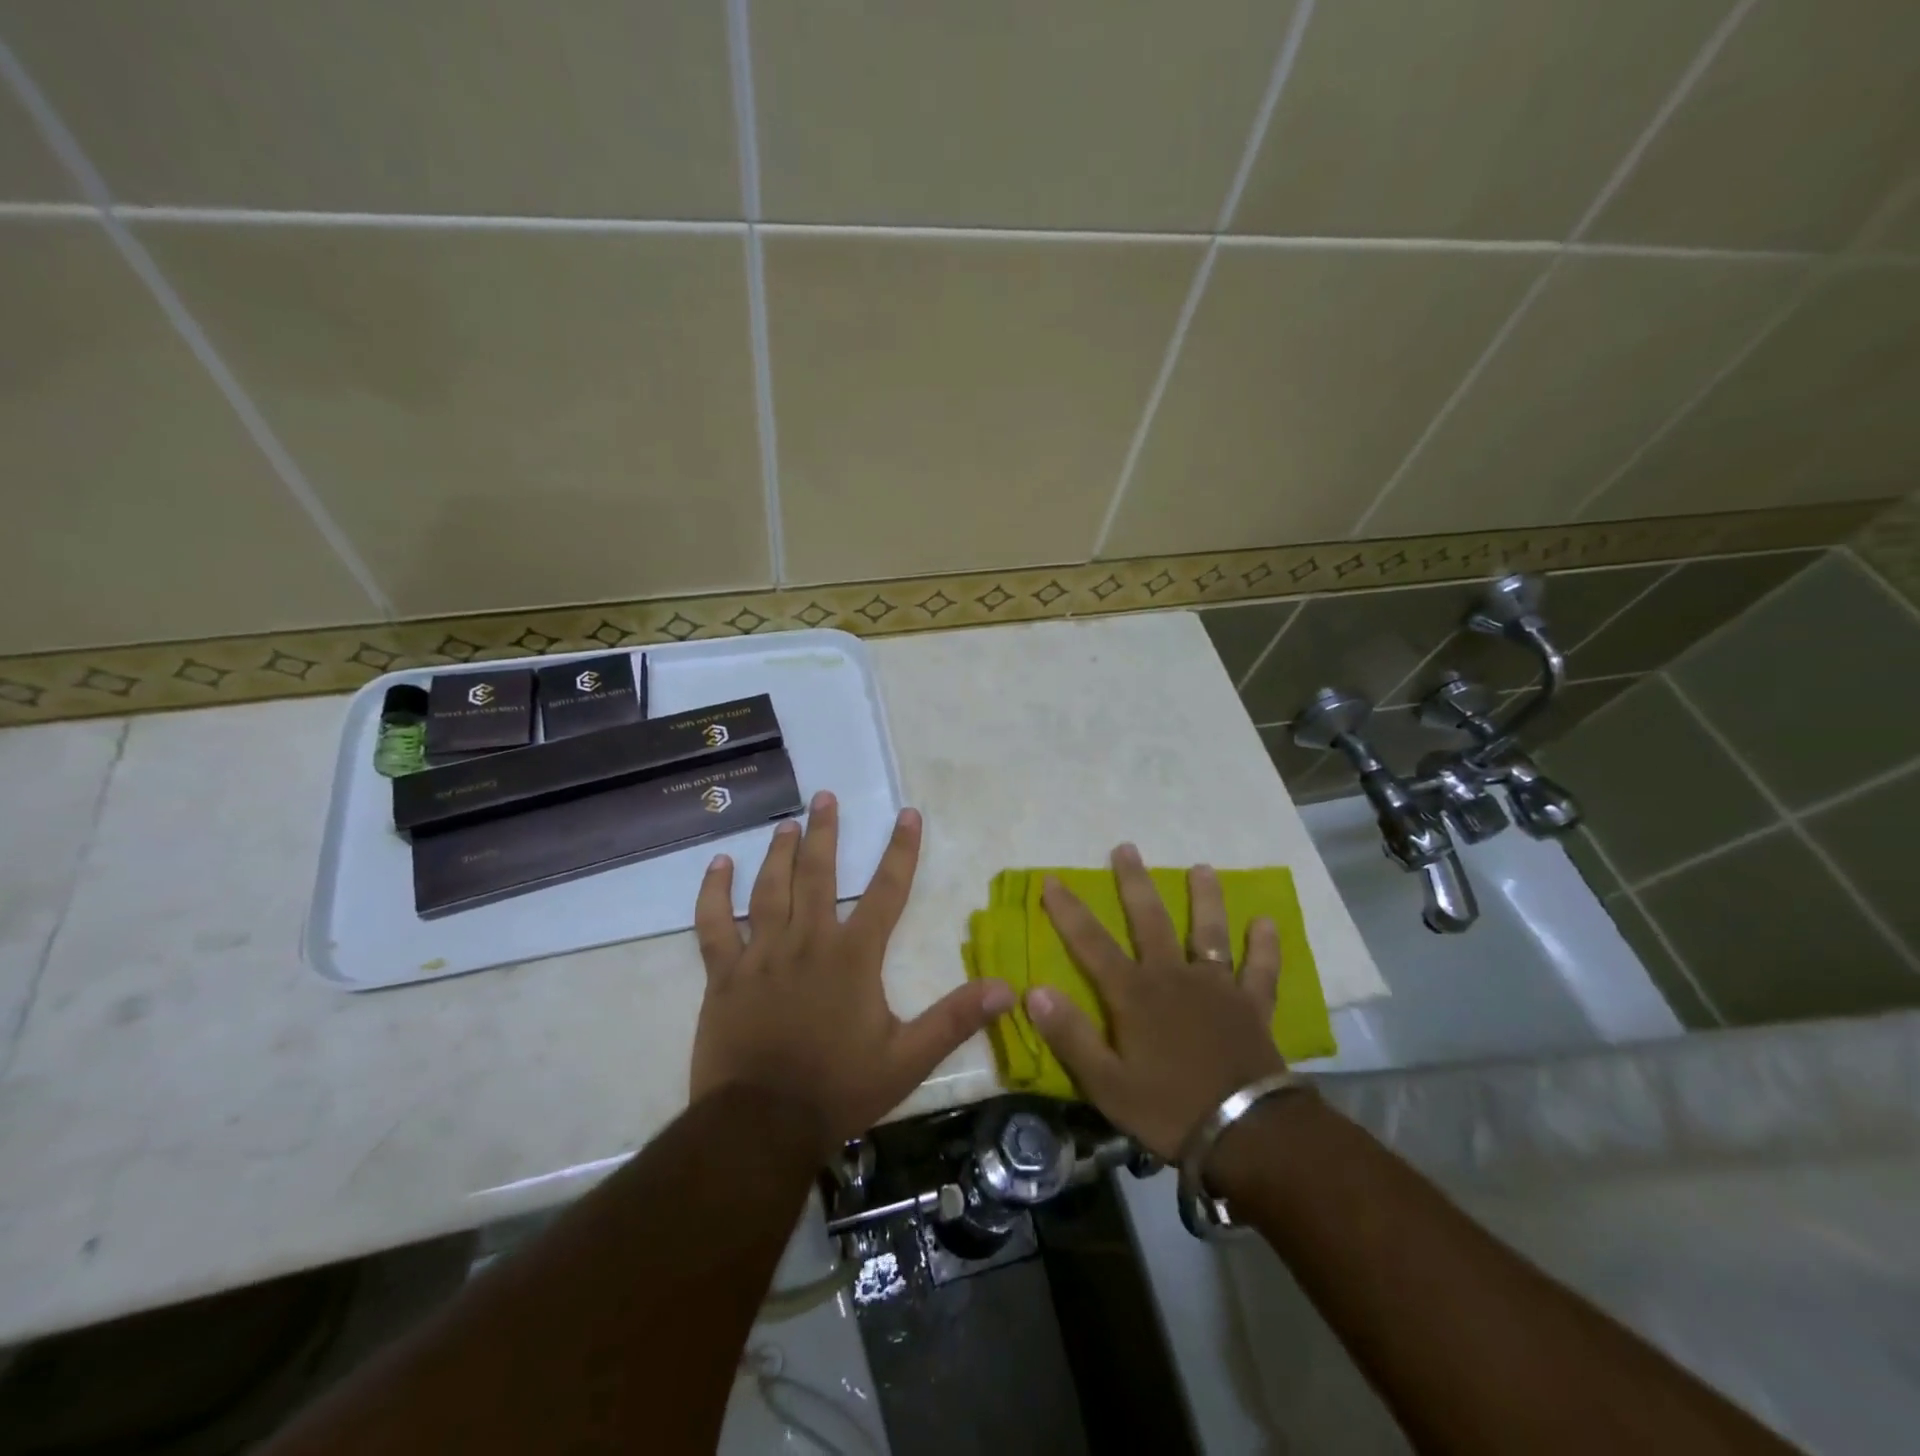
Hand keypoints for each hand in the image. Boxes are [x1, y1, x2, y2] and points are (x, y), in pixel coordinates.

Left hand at [690, 791, 1013, 1153]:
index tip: (907, 814)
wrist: (760, 1126)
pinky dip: (713, 893)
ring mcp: (761, 955)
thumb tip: (1006, 989)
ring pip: (769, 889)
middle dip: (824, 832)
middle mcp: (807, 941)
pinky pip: (714, 925)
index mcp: (852, 956)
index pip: (886, 891)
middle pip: (818, 874)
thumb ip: (955, 1019)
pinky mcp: (723, 975)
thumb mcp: (907, 1059)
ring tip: (787, 823)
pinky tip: (717, 865)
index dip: (900, 850)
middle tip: (824, 797)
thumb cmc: (838, 1089)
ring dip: (778, 853)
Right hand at [1027, 844, 1284, 1161]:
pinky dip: (1264, 947)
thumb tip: (1033, 990)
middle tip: (1127, 848)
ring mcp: (1217, 987)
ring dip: (1205, 898)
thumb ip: (1070, 1035)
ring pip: (1209, 932)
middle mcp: (1173, 976)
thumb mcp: (1106, 1083)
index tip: (1052, 879)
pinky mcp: (1251, 1005)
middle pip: (1151, 920)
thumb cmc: (1168, 1108)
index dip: (1069, 911)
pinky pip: (1260, 970)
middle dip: (1135, 883)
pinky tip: (1266, 921)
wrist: (1246, 1133)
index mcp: (1134, 994)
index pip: (1092, 943)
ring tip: (1203, 868)